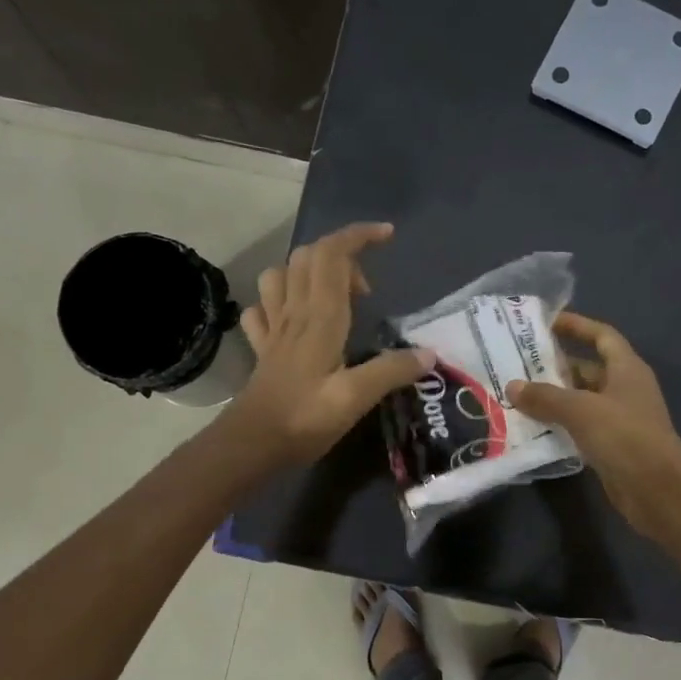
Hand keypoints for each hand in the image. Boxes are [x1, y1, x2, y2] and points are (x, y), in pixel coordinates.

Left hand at [228, 222, 435, 463]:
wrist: (251, 444)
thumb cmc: (304, 419)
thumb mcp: (356, 397)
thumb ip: (392, 371)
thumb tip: (429, 354)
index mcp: (320, 317)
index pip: (332, 255)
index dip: (358, 236)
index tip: (386, 235)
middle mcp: (294, 313)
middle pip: (307, 257)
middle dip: (341, 254)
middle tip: (367, 289)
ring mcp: (274, 329)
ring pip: (280, 275)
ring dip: (307, 272)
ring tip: (332, 297)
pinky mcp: (262, 348)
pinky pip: (263, 309)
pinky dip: (278, 302)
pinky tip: (291, 319)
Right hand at [506, 312, 680, 538]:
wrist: (658, 490)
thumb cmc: (624, 436)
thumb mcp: (581, 410)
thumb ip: (545, 397)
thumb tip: (512, 387)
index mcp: (627, 369)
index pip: (602, 336)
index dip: (577, 326)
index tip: (547, 323)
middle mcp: (625, 389)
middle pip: (588, 369)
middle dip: (556, 366)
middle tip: (519, 364)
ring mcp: (620, 419)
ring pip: (582, 400)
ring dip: (555, 398)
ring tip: (518, 395)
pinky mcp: (613, 446)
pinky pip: (581, 427)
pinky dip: (561, 425)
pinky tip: (533, 428)